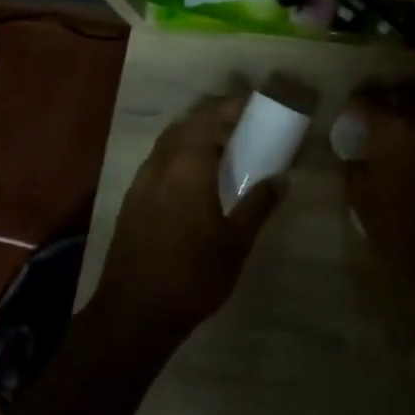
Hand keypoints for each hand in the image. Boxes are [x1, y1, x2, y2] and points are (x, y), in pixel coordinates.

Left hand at [92, 92, 286, 344]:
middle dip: (212, 116)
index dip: (231, 105)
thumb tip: (283, 179)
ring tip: (220, 146)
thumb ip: (259, 205)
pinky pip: (158, 162)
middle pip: (186, 125)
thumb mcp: (236, 242)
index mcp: (188, 167)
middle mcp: (160, 165)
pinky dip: (179, 155)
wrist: (134, 313)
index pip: (209, 118)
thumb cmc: (192, 275)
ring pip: (168, 142)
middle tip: (240, 121)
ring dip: (193, 134)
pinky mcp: (131, 201)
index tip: (253, 102)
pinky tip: (193, 177)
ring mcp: (141, 183)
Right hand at [339, 85, 414, 291]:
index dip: (357, 104)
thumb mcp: (360, 199)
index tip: (352, 113)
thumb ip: (354, 168)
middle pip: (407, 94)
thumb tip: (354, 156)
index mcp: (392, 128)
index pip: (368, 100)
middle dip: (394, 101)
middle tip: (385, 115)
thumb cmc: (397, 226)